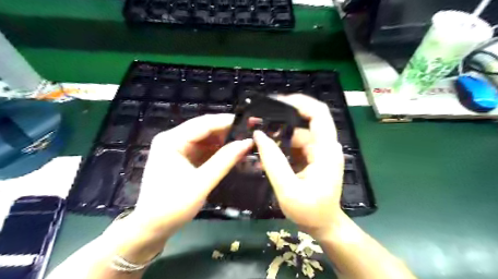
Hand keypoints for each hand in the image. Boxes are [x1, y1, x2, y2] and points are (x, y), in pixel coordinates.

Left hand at [130, 113, 252, 236]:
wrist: (153, 228)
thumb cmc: (173, 206)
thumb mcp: (202, 182)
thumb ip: (225, 160)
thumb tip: (248, 142)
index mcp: (171, 140)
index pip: (204, 124)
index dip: (228, 122)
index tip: (249, 123)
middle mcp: (173, 139)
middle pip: (205, 129)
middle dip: (228, 132)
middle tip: (250, 134)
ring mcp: (178, 148)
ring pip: (207, 139)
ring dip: (225, 142)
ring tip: (245, 144)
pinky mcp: (183, 158)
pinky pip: (204, 149)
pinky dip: (218, 152)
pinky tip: (233, 154)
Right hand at [254, 95, 344, 235]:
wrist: (324, 226)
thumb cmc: (310, 212)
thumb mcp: (288, 190)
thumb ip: (273, 162)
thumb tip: (258, 135)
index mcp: (326, 151)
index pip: (319, 114)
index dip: (300, 102)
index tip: (276, 101)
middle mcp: (325, 146)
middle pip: (304, 121)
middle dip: (281, 118)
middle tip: (257, 120)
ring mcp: (318, 151)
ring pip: (296, 133)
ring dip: (277, 133)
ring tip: (256, 135)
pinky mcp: (312, 157)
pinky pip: (294, 144)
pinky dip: (280, 144)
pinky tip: (265, 148)